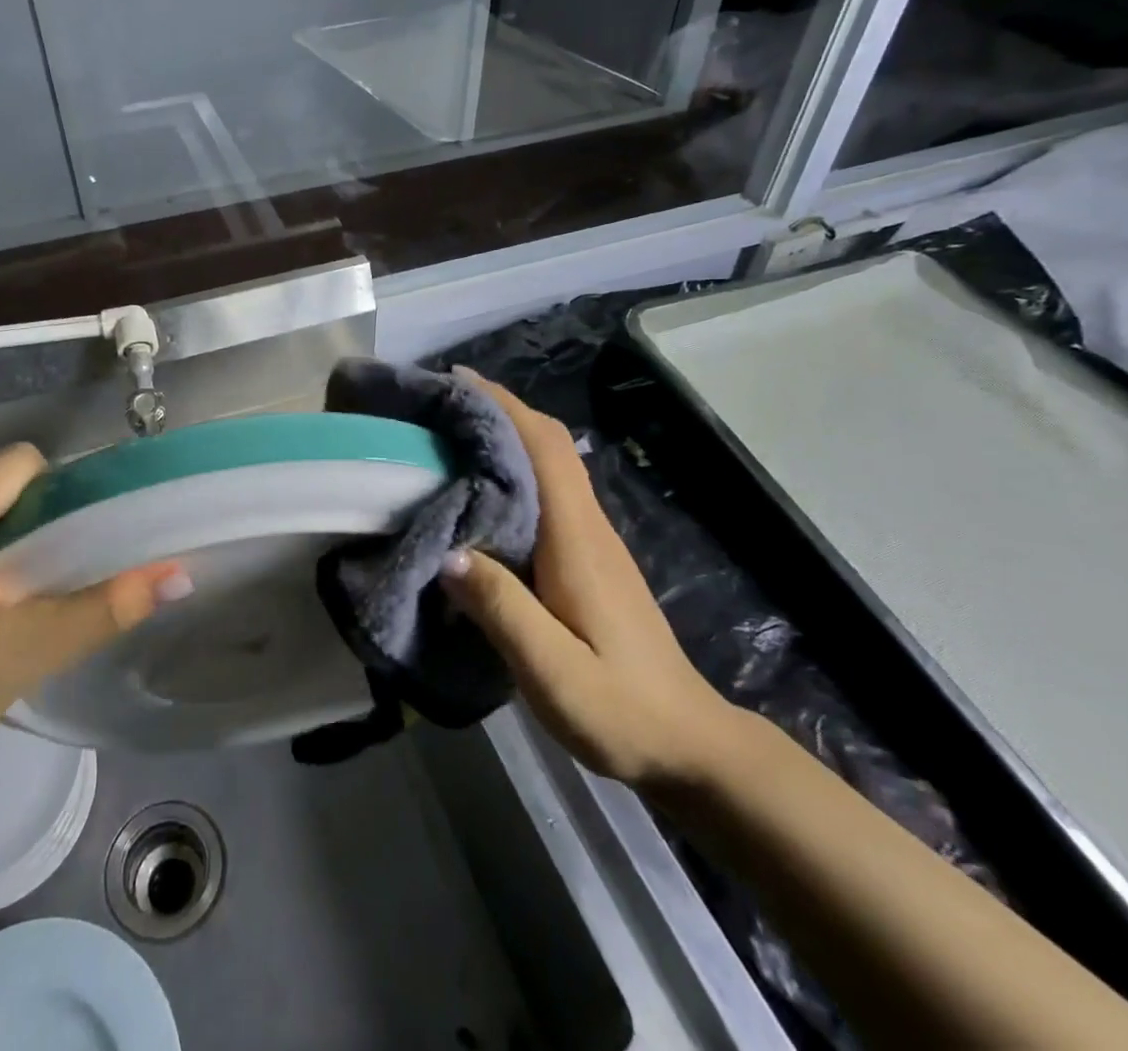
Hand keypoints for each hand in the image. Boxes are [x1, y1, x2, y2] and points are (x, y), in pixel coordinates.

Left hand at [0, 443, 186, 813]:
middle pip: (1, 485)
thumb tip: (179, 574)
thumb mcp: (25, 652)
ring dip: (12, 542)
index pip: (21, 463)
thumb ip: (107, 608)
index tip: (79, 544)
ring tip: (25, 598)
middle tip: (57, 579)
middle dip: (40, 522)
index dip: (62, 493)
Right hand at [439, 370, 739, 789]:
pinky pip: (546, 493)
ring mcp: (591, 541)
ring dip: (505, 438)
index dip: (504, 406)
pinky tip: (477, 493)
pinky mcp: (587, 558)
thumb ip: (501, 610)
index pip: (544, 448)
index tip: (457, 381)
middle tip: (439, 405)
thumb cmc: (621, 709)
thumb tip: (446, 551)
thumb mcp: (553, 672)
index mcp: (578, 538)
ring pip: (548, 465)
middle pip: (547, 444)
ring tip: (448, 437)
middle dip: (499, 411)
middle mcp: (587, 525)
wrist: (688, 745)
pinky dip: (512, 473)